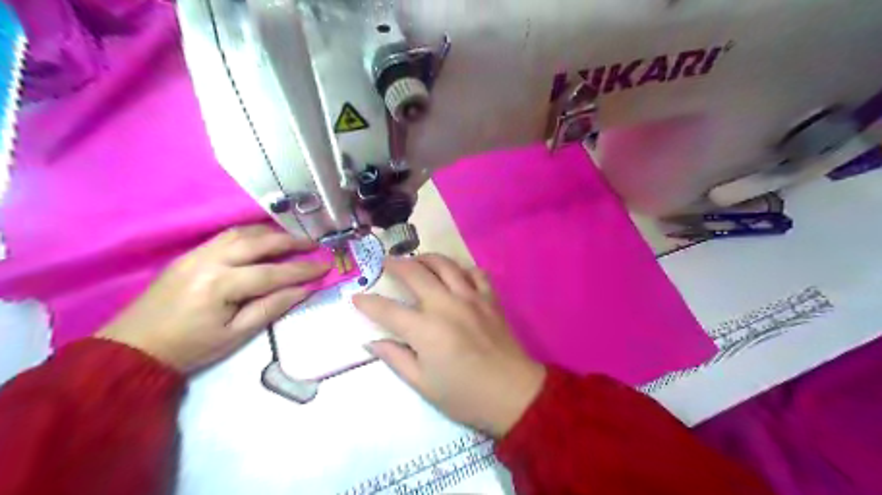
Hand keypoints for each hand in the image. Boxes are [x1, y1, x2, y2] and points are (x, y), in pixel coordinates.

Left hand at [97, 224, 331, 370]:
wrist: (134, 348)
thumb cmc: (191, 347)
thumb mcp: (237, 334)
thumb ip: (273, 307)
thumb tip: (305, 289)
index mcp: (220, 285)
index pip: (272, 273)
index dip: (302, 270)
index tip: (326, 266)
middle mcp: (209, 260)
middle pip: (258, 242)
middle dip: (290, 241)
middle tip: (314, 244)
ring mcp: (196, 253)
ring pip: (241, 232)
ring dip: (271, 233)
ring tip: (293, 239)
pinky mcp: (189, 254)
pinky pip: (226, 235)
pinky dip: (251, 233)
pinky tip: (264, 239)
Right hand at [351, 255, 545, 436]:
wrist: (513, 394)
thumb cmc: (464, 395)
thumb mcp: (423, 384)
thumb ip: (396, 358)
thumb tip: (372, 342)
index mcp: (425, 329)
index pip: (388, 309)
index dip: (368, 303)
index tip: (356, 298)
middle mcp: (446, 305)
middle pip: (415, 273)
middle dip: (395, 264)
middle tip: (386, 262)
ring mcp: (471, 298)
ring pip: (445, 264)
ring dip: (427, 258)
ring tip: (417, 260)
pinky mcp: (490, 299)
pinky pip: (475, 273)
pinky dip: (463, 269)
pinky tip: (456, 274)